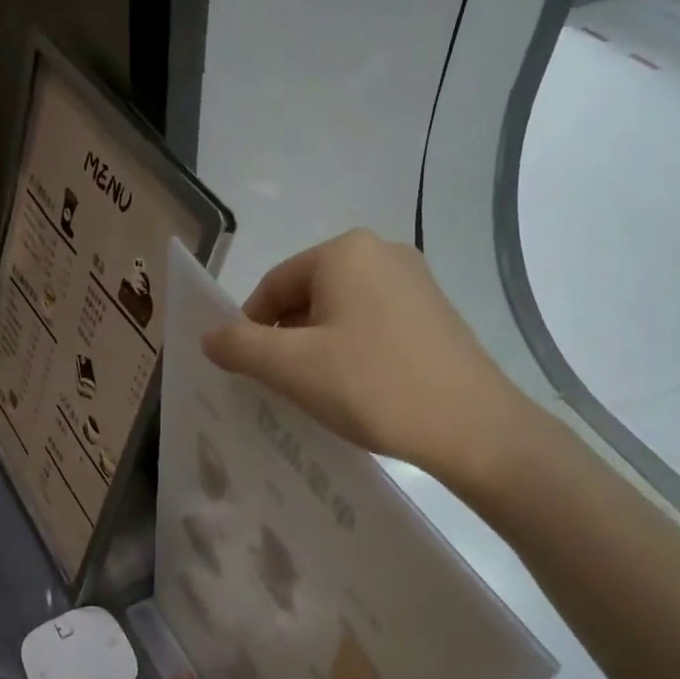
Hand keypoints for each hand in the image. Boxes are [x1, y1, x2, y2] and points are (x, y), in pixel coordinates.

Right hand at [201, 230, 541, 484]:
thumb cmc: (372, 386)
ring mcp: (415, 281)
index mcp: (345, 251)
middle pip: (307, 295)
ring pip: (340, 311)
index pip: (273, 285)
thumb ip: (240, 347)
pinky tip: (357, 388)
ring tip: (318, 392)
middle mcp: (382, 252)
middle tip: (281, 386)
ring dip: (317, 348)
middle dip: (285, 339)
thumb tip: (208, 336)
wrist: (471, 427)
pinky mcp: (434, 313)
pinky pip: (372, 323)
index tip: (247, 372)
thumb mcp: (292, 368)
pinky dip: (351, 350)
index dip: (250, 328)